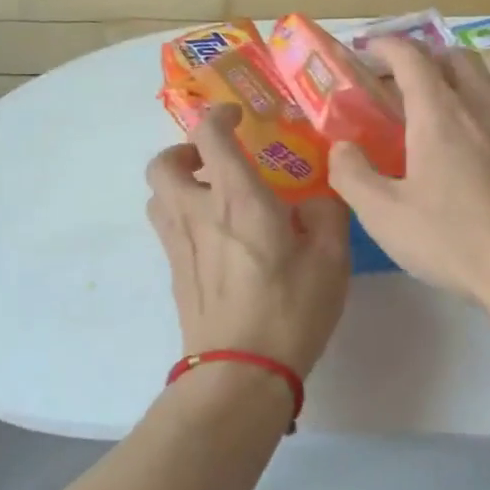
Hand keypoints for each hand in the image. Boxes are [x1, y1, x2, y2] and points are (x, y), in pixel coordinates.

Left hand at [145, 104, 351, 374]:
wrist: (241, 373)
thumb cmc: (291, 309)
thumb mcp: (332, 258)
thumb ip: (327, 213)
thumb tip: (313, 202)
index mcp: (238, 198)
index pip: (208, 135)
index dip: (219, 116)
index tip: (238, 117)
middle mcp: (198, 213)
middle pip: (163, 164)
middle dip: (184, 151)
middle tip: (216, 162)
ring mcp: (180, 246)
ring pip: (158, 197)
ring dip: (180, 185)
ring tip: (216, 198)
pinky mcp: (176, 274)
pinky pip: (168, 229)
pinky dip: (184, 218)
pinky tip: (221, 240)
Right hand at [328, 38, 489, 311]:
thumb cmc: (456, 241)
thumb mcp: (385, 216)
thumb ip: (353, 175)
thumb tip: (343, 148)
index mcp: (439, 112)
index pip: (411, 56)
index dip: (387, 45)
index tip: (370, 49)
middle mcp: (482, 104)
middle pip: (455, 57)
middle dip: (426, 59)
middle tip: (404, 85)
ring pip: (488, 80)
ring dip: (461, 80)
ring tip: (444, 111)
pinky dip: (488, 109)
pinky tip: (483, 147)